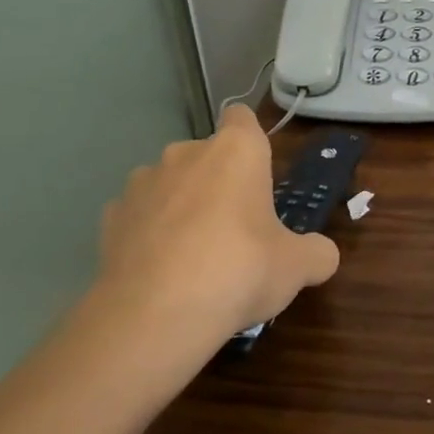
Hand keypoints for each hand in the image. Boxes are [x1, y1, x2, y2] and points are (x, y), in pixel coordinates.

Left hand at [91, 105, 339, 362]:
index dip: (250, 139)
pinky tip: (159, 270)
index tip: (258, 172)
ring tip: (192, 254)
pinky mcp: (111, 217)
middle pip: (207, 155)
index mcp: (236, 151)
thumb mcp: (297, 267)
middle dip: (219, 182)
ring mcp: (142, 182)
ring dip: (181, 205)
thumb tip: (322, 255)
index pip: (242, 118)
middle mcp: (186, 153)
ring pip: (169, 183)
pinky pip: (139, 215)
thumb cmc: (240, 270)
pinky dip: (149, 233)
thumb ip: (316, 253)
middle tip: (236, 229)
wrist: (155, 315)